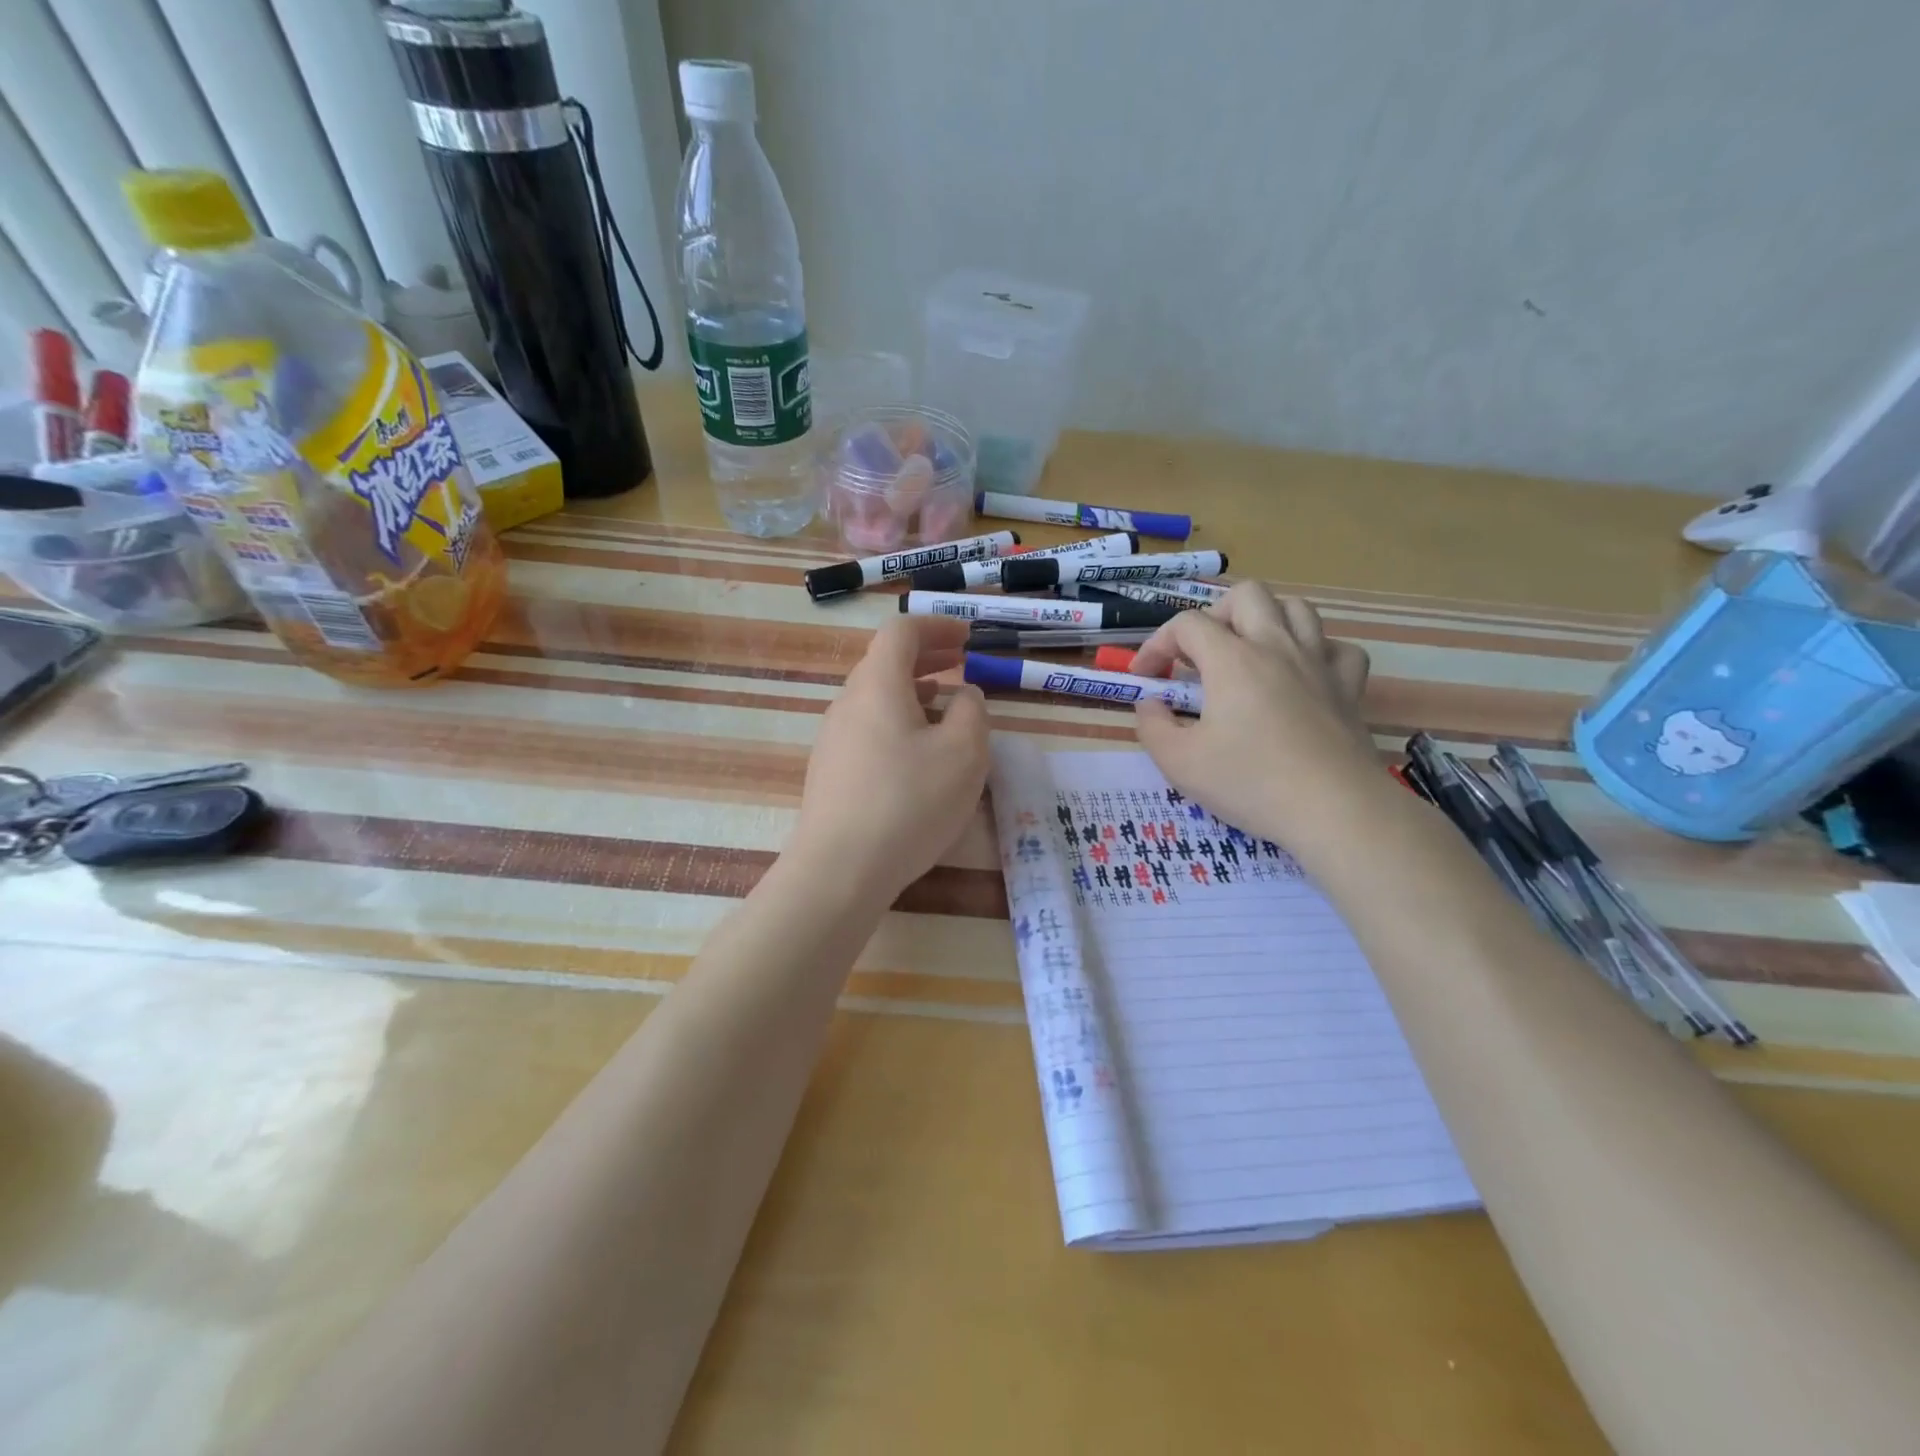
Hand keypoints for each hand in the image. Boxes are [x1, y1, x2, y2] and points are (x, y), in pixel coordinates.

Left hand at [789, 616, 989, 906]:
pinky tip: (918, 753)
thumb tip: (964, 695)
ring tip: (946, 705)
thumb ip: (972, 712)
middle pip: (885, 662)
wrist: (839, 870)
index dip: (937, 626)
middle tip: (962, 662)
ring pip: (877, 697)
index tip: (967, 637)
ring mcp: (834, 738)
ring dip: (914, 691)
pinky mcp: (831, 771)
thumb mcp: (964, 753)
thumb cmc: (908, 802)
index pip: (901, 631)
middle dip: (927, 656)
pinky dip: (898, 721)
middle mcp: (848, 703)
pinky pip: (868, 728)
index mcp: (878, 685)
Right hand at [1132, 584, 1384, 856]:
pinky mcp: (1349, 688)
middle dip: (1213, 615)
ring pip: (1297, 609)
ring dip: (1265, 620)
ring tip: (1247, 652)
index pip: (1187, 625)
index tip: (1146, 678)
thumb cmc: (1250, 783)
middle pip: (1246, 595)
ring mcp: (1318, 664)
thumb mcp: (1178, 762)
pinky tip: (1303, 674)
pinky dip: (1316, 651)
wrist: (1333, 810)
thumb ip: (1152, 726)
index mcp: (1232, 660)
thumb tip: (1151, 704)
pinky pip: (1338, 648)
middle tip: (1200, 654)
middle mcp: (1276, 647)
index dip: (1157, 644)